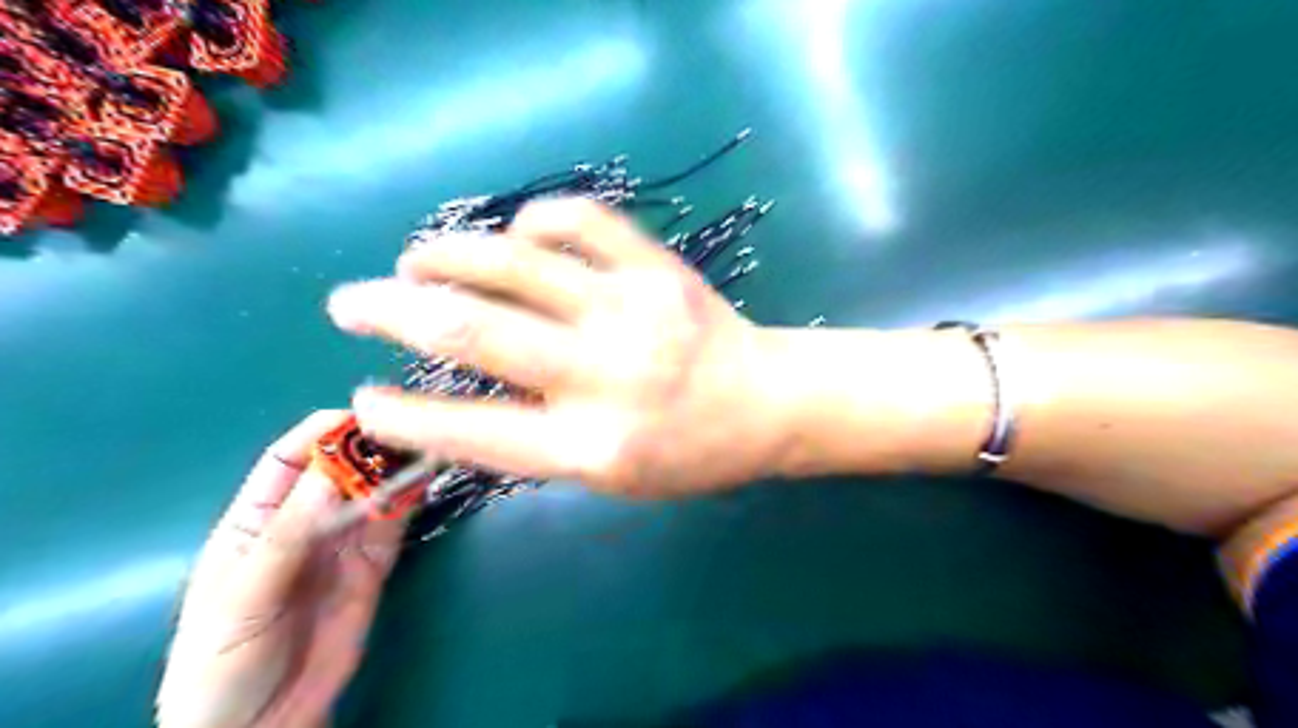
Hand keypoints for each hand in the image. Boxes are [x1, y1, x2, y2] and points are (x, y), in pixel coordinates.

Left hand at [158, 411, 407, 723]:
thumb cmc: (223, 663)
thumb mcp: (243, 596)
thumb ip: (288, 535)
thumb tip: (333, 469)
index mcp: (255, 521)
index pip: (288, 460)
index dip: (321, 433)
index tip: (361, 416)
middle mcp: (305, 523)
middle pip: (340, 470)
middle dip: (369, 446)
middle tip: (407, 430)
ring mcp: (343, 543)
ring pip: (374, 492)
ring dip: (397, 468)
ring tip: (427, 446)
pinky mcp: (374, 566)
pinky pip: (395, 524)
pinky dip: (411, 500)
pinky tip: (427, 480)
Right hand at [326, 197, 790, 495]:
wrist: (768, 401)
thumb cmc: (691, 453)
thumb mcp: (613, 477)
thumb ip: (540, 443)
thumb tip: (465, 397)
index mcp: (591, 446)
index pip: (469, 429)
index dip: (401, 414)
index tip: (361, 398)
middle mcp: (602, 374)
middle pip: (471, 328)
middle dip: (390, 310)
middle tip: (350, 304)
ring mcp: (630, 309)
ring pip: (512, 261)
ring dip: (445, 255)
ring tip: (413, 260)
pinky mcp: (655, 267)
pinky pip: (579, 221)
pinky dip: (533, 222)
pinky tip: (514, 234)